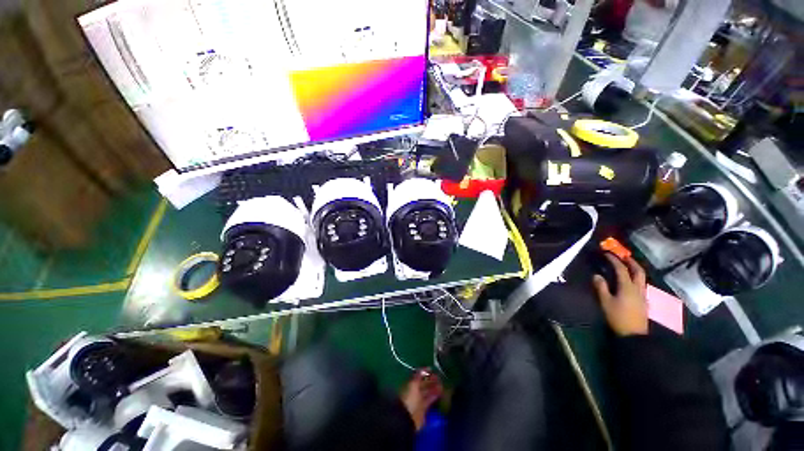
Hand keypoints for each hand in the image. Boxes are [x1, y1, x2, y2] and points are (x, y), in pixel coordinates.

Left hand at [399, 369, 442, 430]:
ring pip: (428, 392)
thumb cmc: (409, 398)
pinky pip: (430, 400)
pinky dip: (435, 396)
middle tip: (440, 377)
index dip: (425, 373)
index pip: (419, 377)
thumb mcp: (413, 384)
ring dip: (434, 388)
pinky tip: (441, 393)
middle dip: (431, 380)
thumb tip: (427, 367)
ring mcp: (419, 401)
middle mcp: (414, 392)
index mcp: (410, 385)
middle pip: (424, 384)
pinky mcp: (424, 409)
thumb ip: (419, 375)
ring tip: (442, 384)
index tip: (433, 370)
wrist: (408, 418)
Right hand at [593, 254, 648, 335]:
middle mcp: (637, 288)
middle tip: (624, 256)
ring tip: (628, 266)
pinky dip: (636, 278)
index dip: (614, 260)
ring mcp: (643, 295)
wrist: (633, 335)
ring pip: (642, 278)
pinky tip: (631, 282)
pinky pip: (641, 285)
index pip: (621, 269)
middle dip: (631, 262)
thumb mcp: (605, 302)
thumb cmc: (618, 317)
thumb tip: (597, 275)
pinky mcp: (644, 301)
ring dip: (635, 269)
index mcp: (627, 287)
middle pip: (638, 271)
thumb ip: (601, 287)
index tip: (607, 253)